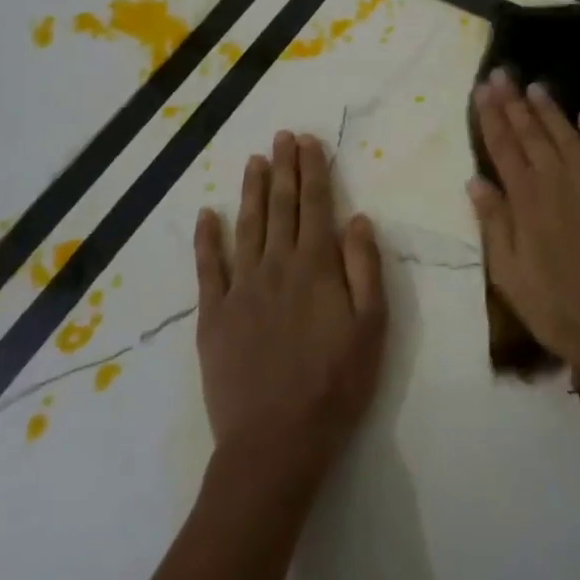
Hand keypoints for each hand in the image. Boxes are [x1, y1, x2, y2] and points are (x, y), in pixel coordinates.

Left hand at [194, 131, 385, 479]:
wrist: (276, 442)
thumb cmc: (336, 384)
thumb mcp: (372, 327)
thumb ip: (365, 268)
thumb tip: (357, 218)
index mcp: (316, 267)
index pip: (316, 204)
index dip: (312, 169)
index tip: (307, 141)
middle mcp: (276, 266)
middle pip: (280, 206)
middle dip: (284, 168)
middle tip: (282, 137)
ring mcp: (240, 289)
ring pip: (247, 226)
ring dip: (251, 190)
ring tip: (255, 160)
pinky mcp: (213, 315)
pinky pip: (208, 267)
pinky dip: (207, 238)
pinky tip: (207, 214)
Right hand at [467, 69, 579, 377]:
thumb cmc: (556, 308)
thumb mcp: (509, 274)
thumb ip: (494, 223)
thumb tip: (476, 180)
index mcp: (527, 201)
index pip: (503, 148)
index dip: (491, 116)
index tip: (482, 89)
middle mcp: (558, 182)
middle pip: (533, 134)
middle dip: (515, 102)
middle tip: (503, 73)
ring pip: (567, 136)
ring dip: (550, 110)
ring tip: (536, 86)